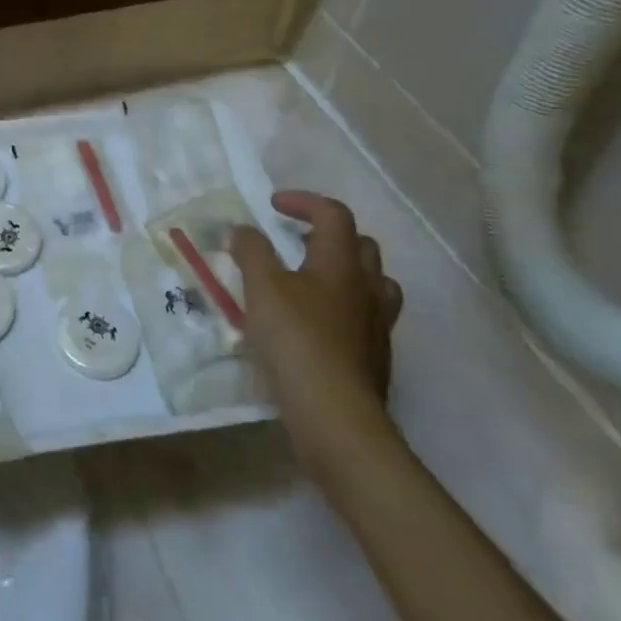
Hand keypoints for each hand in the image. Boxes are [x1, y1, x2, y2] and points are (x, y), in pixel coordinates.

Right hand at [228, 191, 403, 475]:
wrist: (337, 418)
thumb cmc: (297, 341)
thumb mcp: (262, 288)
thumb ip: (251, 252)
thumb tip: (243, 230)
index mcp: (341, 263)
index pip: (333, 214)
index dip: (304, 202)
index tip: (274, 205)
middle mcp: (367, 288)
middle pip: (361, 245)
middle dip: (328, 235)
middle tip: (295, 242)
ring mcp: (377, 326)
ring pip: (372, 283)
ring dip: (343, 272)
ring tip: (310, 282)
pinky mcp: (375, 358)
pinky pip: (365, 318)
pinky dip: (343, 308)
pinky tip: (316, 325)